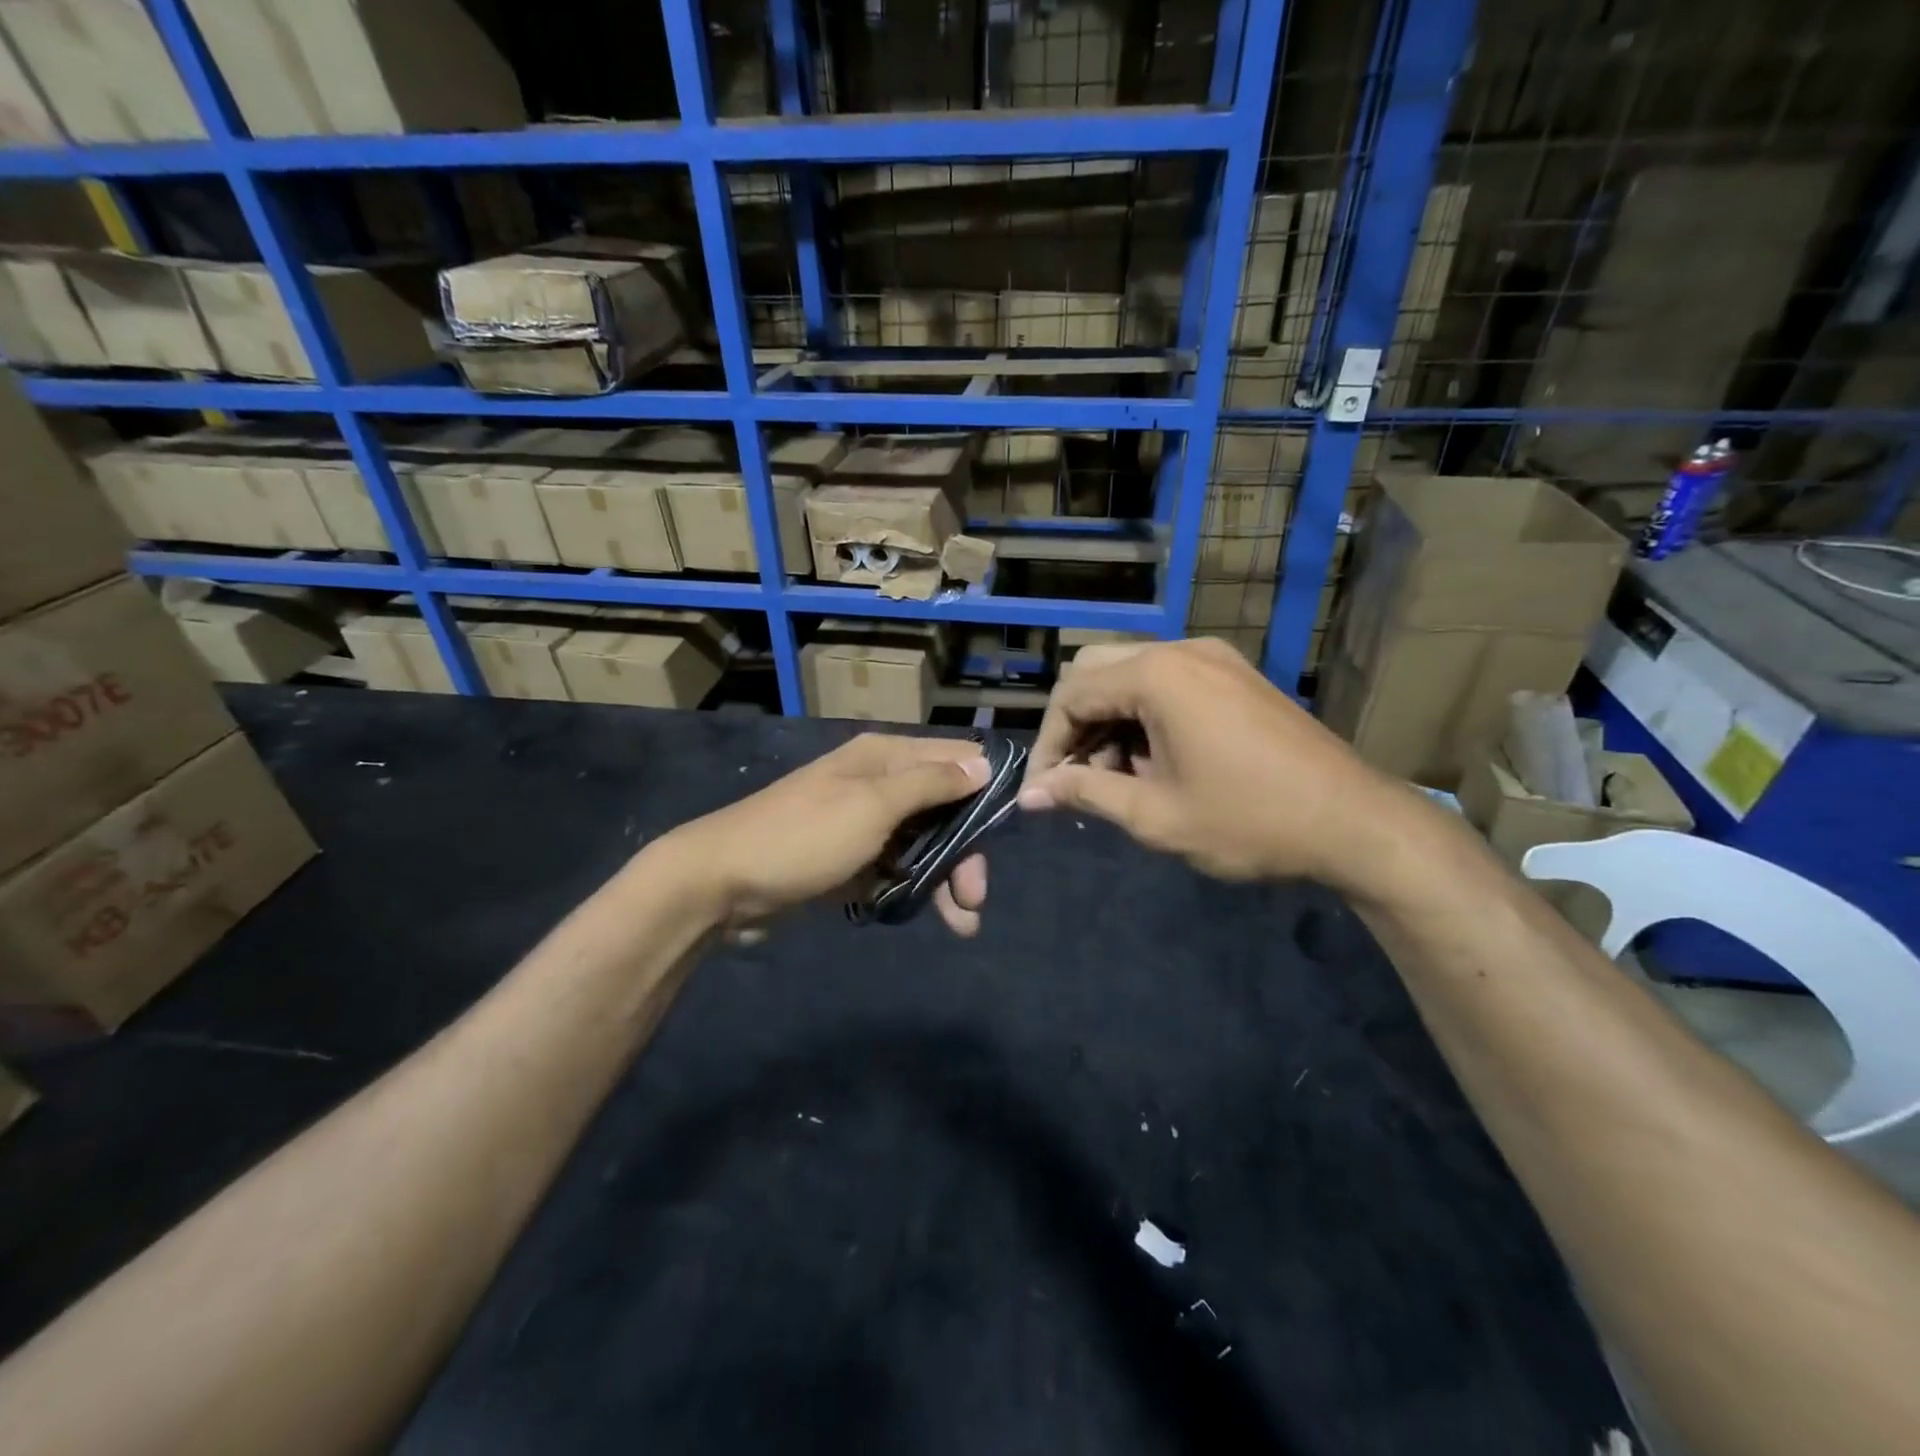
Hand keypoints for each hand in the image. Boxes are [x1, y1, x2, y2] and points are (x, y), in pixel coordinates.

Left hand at [659, 733, 992, 936]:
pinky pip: (897, 869)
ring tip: (963, 923)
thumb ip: (931, 783)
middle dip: (966, 850)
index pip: (957, 758)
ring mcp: (864, 824)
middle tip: (975, 897)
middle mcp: (880, 784)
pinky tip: (924, 914)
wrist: (721, 883)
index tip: (1011, 828)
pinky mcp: (851, 860)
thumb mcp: (873, 805)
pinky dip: (913, 890)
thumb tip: (984, 762)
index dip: (987, 788)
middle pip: (945, 808)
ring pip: (924, 844)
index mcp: (886, 758)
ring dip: (946, 879)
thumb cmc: (804, 836)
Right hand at [1018, 639, 1416, 892]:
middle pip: (1095, 671)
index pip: (1071, 695)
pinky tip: (1155, 760)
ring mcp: (1214, 658)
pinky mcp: (1235, 675)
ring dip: (1110, 721)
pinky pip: (1168, 681)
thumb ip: (1086, 793)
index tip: (1043, 790)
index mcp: (1157, 676)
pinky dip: (1144, 714)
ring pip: (1131, 674)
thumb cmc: (1249, 820)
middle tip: (1078, 777)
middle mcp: (1181, 651)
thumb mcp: (1156, 815)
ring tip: (1119, 778)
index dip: (1047, 744)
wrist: (1355, 822)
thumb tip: (1030, 796)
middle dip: (1076, 725)